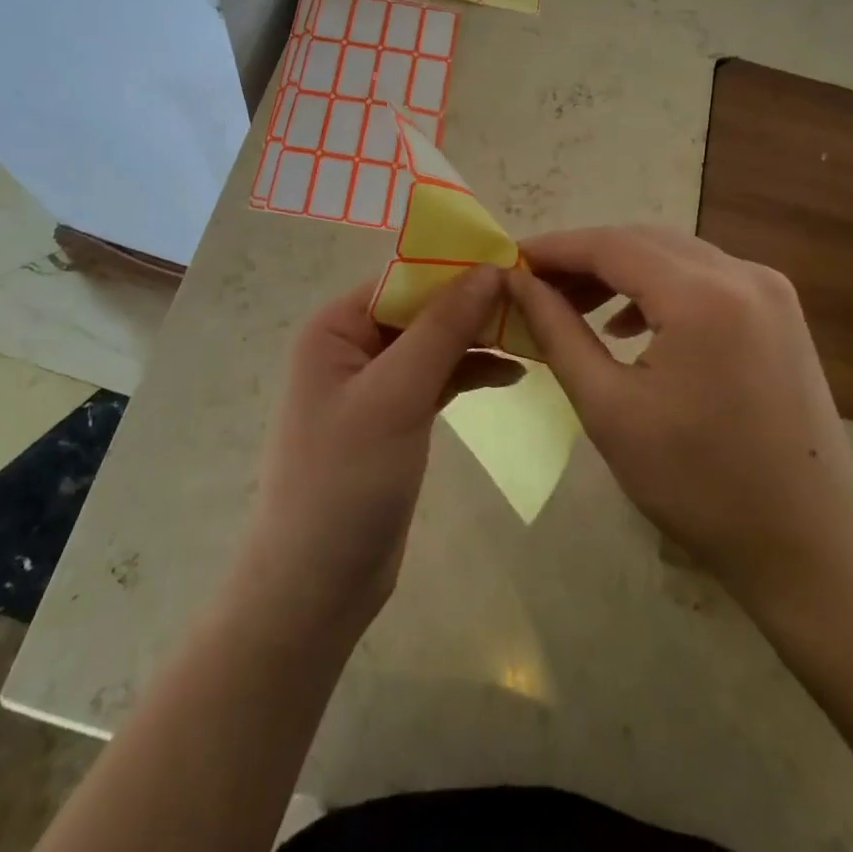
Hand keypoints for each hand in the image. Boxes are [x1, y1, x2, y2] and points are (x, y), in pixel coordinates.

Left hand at [232, 266, 517, 642]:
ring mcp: (374, 383)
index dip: (459, 270)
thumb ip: (442, 328)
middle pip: (423, 309)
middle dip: (474, 305)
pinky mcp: (395, 417)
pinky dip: (471, 373)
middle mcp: (352, 345)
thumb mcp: (396, 395)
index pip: (405, 279)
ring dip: (478, 339)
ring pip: (434, 343)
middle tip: (537, 303)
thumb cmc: (345, 480)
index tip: (519, 266)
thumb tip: (488, 268)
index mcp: (337, 326)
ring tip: (535, 336)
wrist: (315, 587)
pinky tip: (513, 373)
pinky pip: (437, 378)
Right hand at [505, 226, 852, 606]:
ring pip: (674, 255)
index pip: (610, 245)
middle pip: (643, 241)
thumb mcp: (609, 409)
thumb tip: (517, 284)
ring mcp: (769, 290)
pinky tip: (628, 325)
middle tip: (535, 285)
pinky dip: (659, 288)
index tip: (510, 261)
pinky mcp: (779, 311)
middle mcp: (742, 274)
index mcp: (702, 295)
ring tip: (573, 304)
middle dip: (584, 257)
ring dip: (620, 271)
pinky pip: (704, 277)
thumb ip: (558, 333)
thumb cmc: (697, 484)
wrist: (809, 545)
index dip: (555, 248)